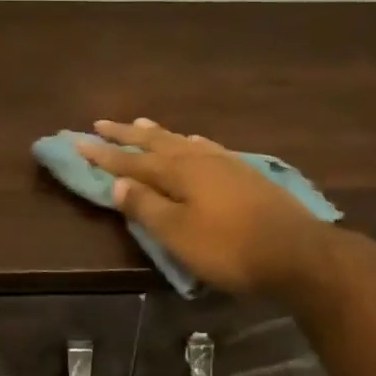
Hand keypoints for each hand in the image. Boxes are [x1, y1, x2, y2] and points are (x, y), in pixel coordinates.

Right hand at [78, 119, 337, 302]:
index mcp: (178, 173)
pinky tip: (195, 141)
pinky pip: (206, 147)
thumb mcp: (179, 235)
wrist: (298, 252)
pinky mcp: (244, 173)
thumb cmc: (230, 248)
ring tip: (140, 123)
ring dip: (157, 133)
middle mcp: (198, 160)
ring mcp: (224, 163)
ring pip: (181, 141)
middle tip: (101, 123)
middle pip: (155, 143)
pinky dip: (191, 142)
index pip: (130, 162)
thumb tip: (118, 184)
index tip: (77, 141)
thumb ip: (147, 208)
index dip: (103, 154)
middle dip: (125, 135)